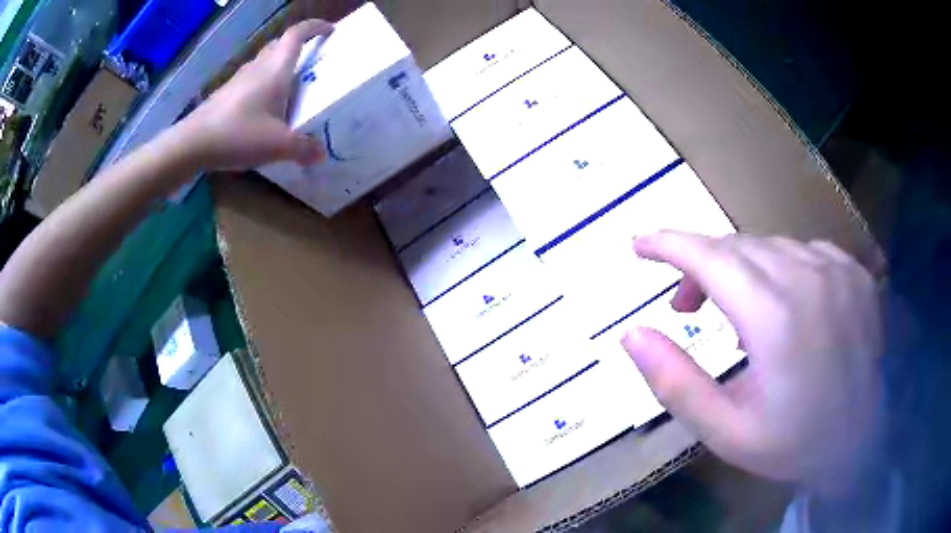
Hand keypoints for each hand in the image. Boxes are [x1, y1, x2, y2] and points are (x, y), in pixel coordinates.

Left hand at [179, 19, 332, 169]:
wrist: (192, 144)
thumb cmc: (238, 134)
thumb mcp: (278, 145)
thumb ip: (303, 149)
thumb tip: (320, 155)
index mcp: (275, 69)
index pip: (296, 34)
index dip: (315, 27)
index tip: (330, 30)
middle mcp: (257, 68)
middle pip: (280, 45)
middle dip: (298, 46)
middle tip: (312, 61)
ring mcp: (238, 80)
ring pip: (264, 62)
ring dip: (279, 66)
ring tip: (290, 87)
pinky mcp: (226, 94)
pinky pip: (251, 80)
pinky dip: (263, 85)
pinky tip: (264, 109)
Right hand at [622, 231, 882, 495]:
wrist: (861, 440)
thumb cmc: (792, 442)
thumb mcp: (724, 431)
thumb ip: (675, 383)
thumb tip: (631, 334)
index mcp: (774, 319)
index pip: (709, 257)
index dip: (668, 245)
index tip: (640, 246)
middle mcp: (807, 278)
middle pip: (736, 247)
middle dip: (700, 266)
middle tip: (686, 307)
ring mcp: (835, 268)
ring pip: (769, 246)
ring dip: (740, 269)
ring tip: (737, 314)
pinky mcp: (852, 270)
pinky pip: (802, 251)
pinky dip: (779, 268)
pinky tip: (784, 304)